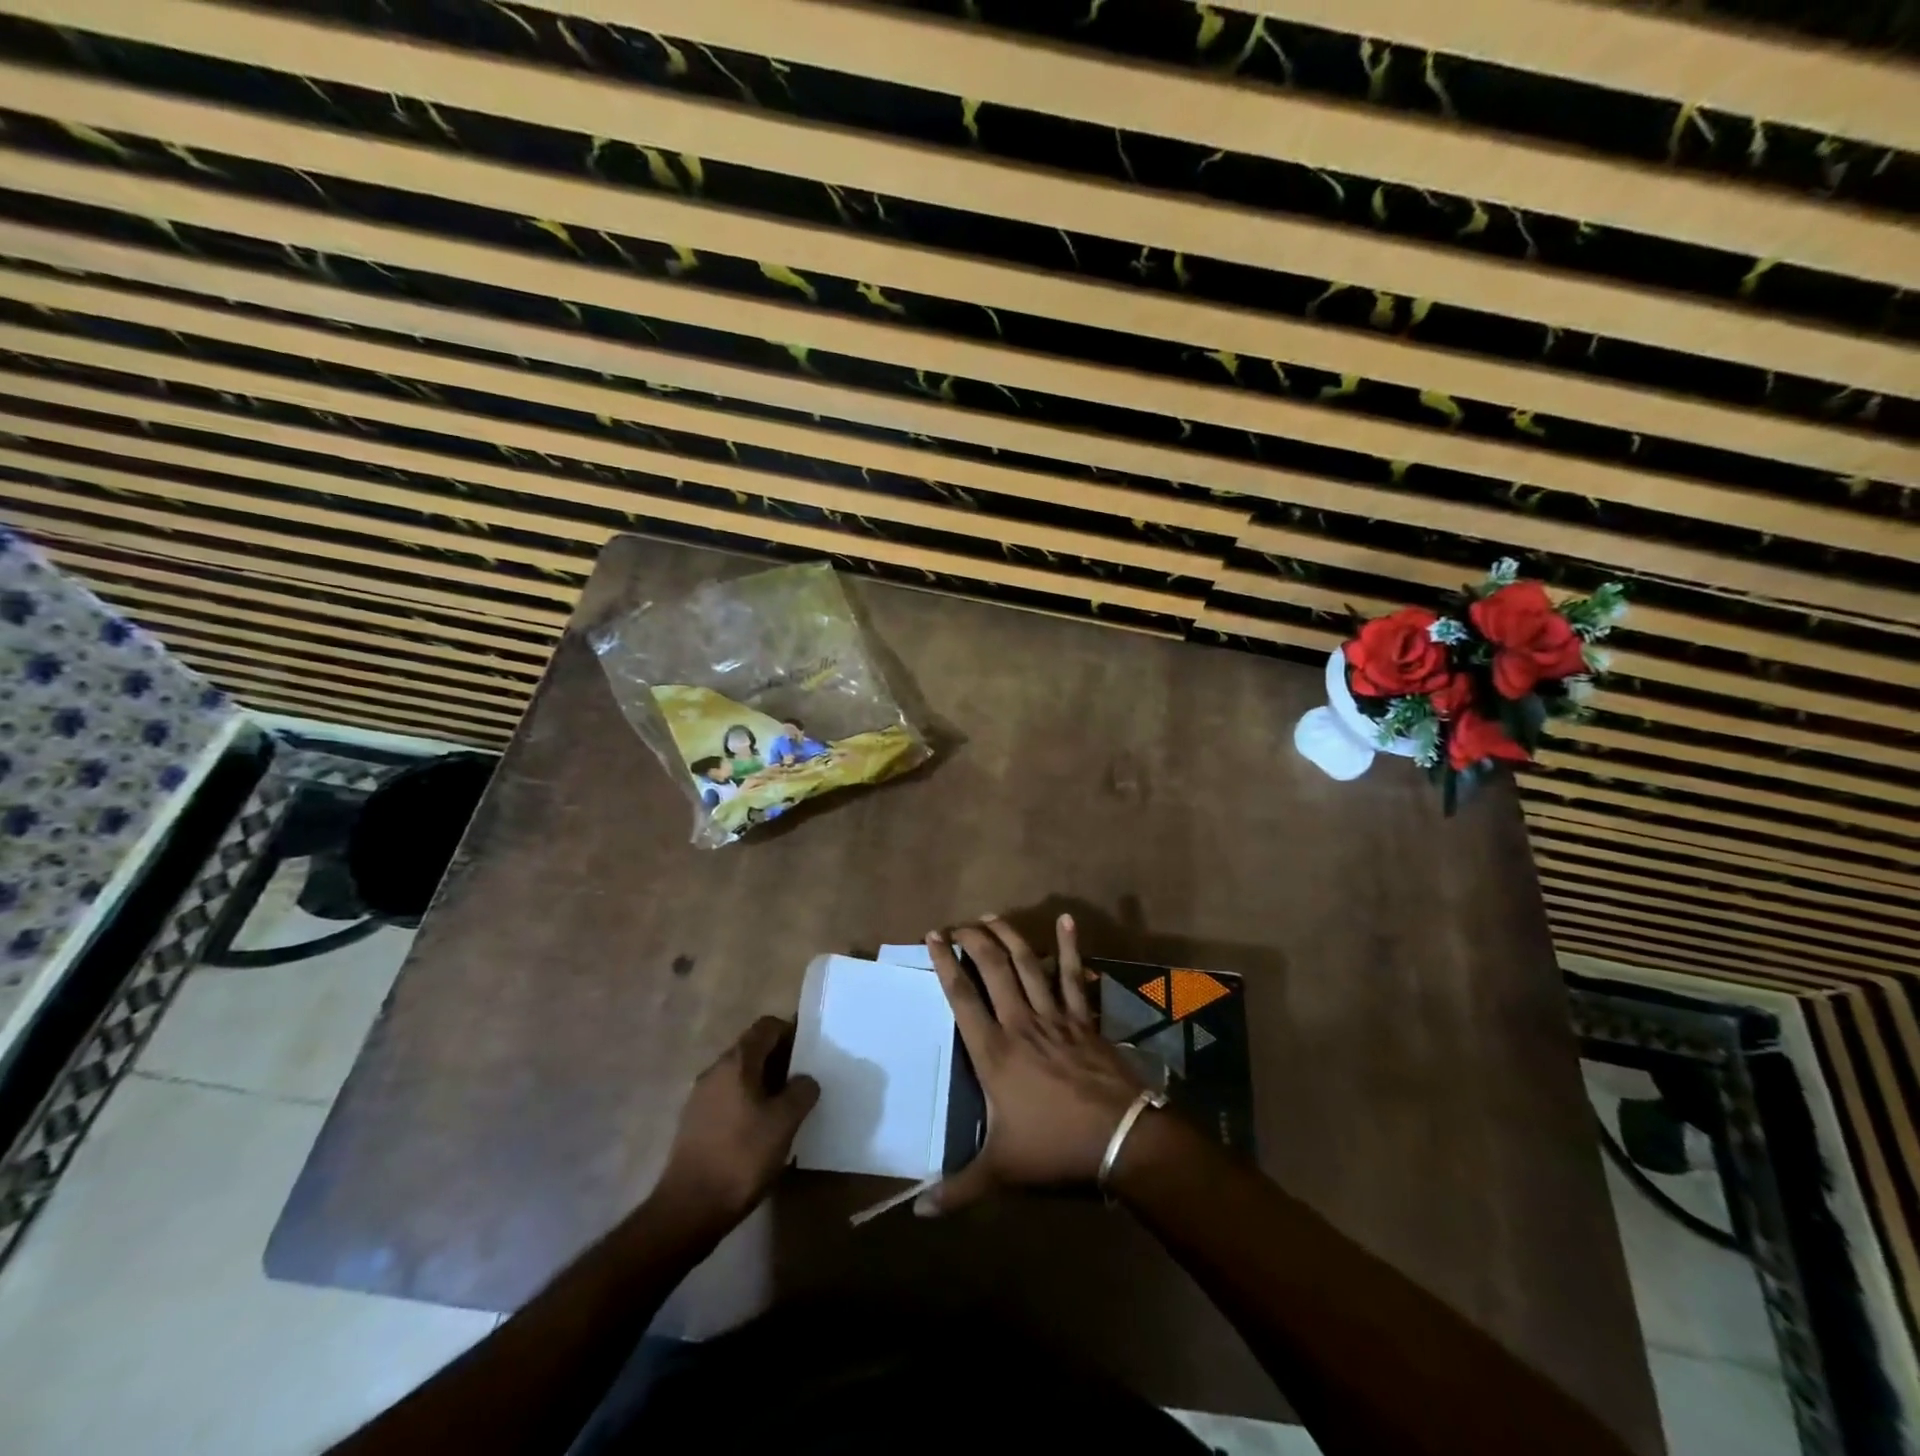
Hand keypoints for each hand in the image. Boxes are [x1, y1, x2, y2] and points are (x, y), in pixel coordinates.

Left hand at [652, 1016, 818, 1231]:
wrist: (688, 1209)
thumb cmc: (741, 1157)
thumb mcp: (784, 1122)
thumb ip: (801, 1092)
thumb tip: (806, 1079)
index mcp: (736, 1062)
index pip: (766, 1026)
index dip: (790, 1031)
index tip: (810, 1051)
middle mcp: (715, 1071)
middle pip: (752, 1049)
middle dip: (780, 1060)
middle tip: (804, 1081)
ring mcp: (700, 1097)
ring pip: (740, 1076)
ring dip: (764, 1084)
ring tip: (786, 1108)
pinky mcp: (694, 1123)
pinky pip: (728, 1098)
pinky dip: (748, 1103)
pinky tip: (761, 1131)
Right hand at [919, 914, 1146, 1215]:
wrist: (1121, 1139)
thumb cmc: (1055, 1148)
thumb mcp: (1001, 1172)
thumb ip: (959, 1190)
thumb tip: (918, 1214)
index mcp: (994, 1051)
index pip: (962, 996)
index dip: (945, 962)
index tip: (933, 937)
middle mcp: (1020, 1023)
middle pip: (993, 967)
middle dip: (974, 939)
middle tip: (959, 924)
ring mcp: (1055, 1016)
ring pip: (1028, 963)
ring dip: (1009, 936)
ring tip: (993, 916)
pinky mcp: (1082, 1018)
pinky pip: (1073, 975)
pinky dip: (1069, 946)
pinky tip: (1066, 920)